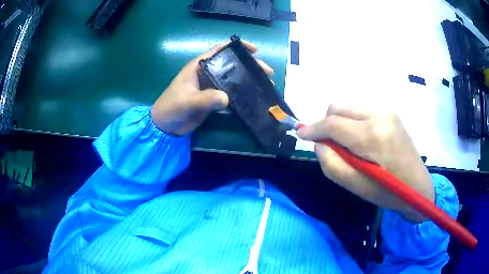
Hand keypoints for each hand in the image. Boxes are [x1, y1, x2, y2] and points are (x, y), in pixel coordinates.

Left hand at [151, 41, 273, 135]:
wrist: (166, 126)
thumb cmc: (171, 107)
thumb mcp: (186, 101)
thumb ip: (205, 99)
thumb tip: (227, 98)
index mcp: (199, 66)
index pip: (220, 50)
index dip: (237, 47)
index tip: (254, 50)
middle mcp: (207, 73)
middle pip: (231, 64)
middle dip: (249, 66)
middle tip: (267, 72)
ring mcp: (211, 87)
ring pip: (233, 79)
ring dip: (248, 80)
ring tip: (265, 85)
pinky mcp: (213, 99)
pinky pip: (230, 94)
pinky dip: (242, 94)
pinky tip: (253, 97)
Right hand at [297, 105, 433, 222]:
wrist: (418, 186)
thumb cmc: (387, 192)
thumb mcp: (356, 186)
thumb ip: (331, 163)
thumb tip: (318, 143)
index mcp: (372, 136)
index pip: (333, 123)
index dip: (313, 128)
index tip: (301, 134)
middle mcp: (379, 115)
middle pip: (339, 107)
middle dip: (327, 124)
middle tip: (330, 145)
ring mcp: (387, 112)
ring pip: (349, 108)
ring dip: (341, 123)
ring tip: (348, 145)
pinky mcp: (391, 113)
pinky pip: (362, 111)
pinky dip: (353, 122)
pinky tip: (361, 141)